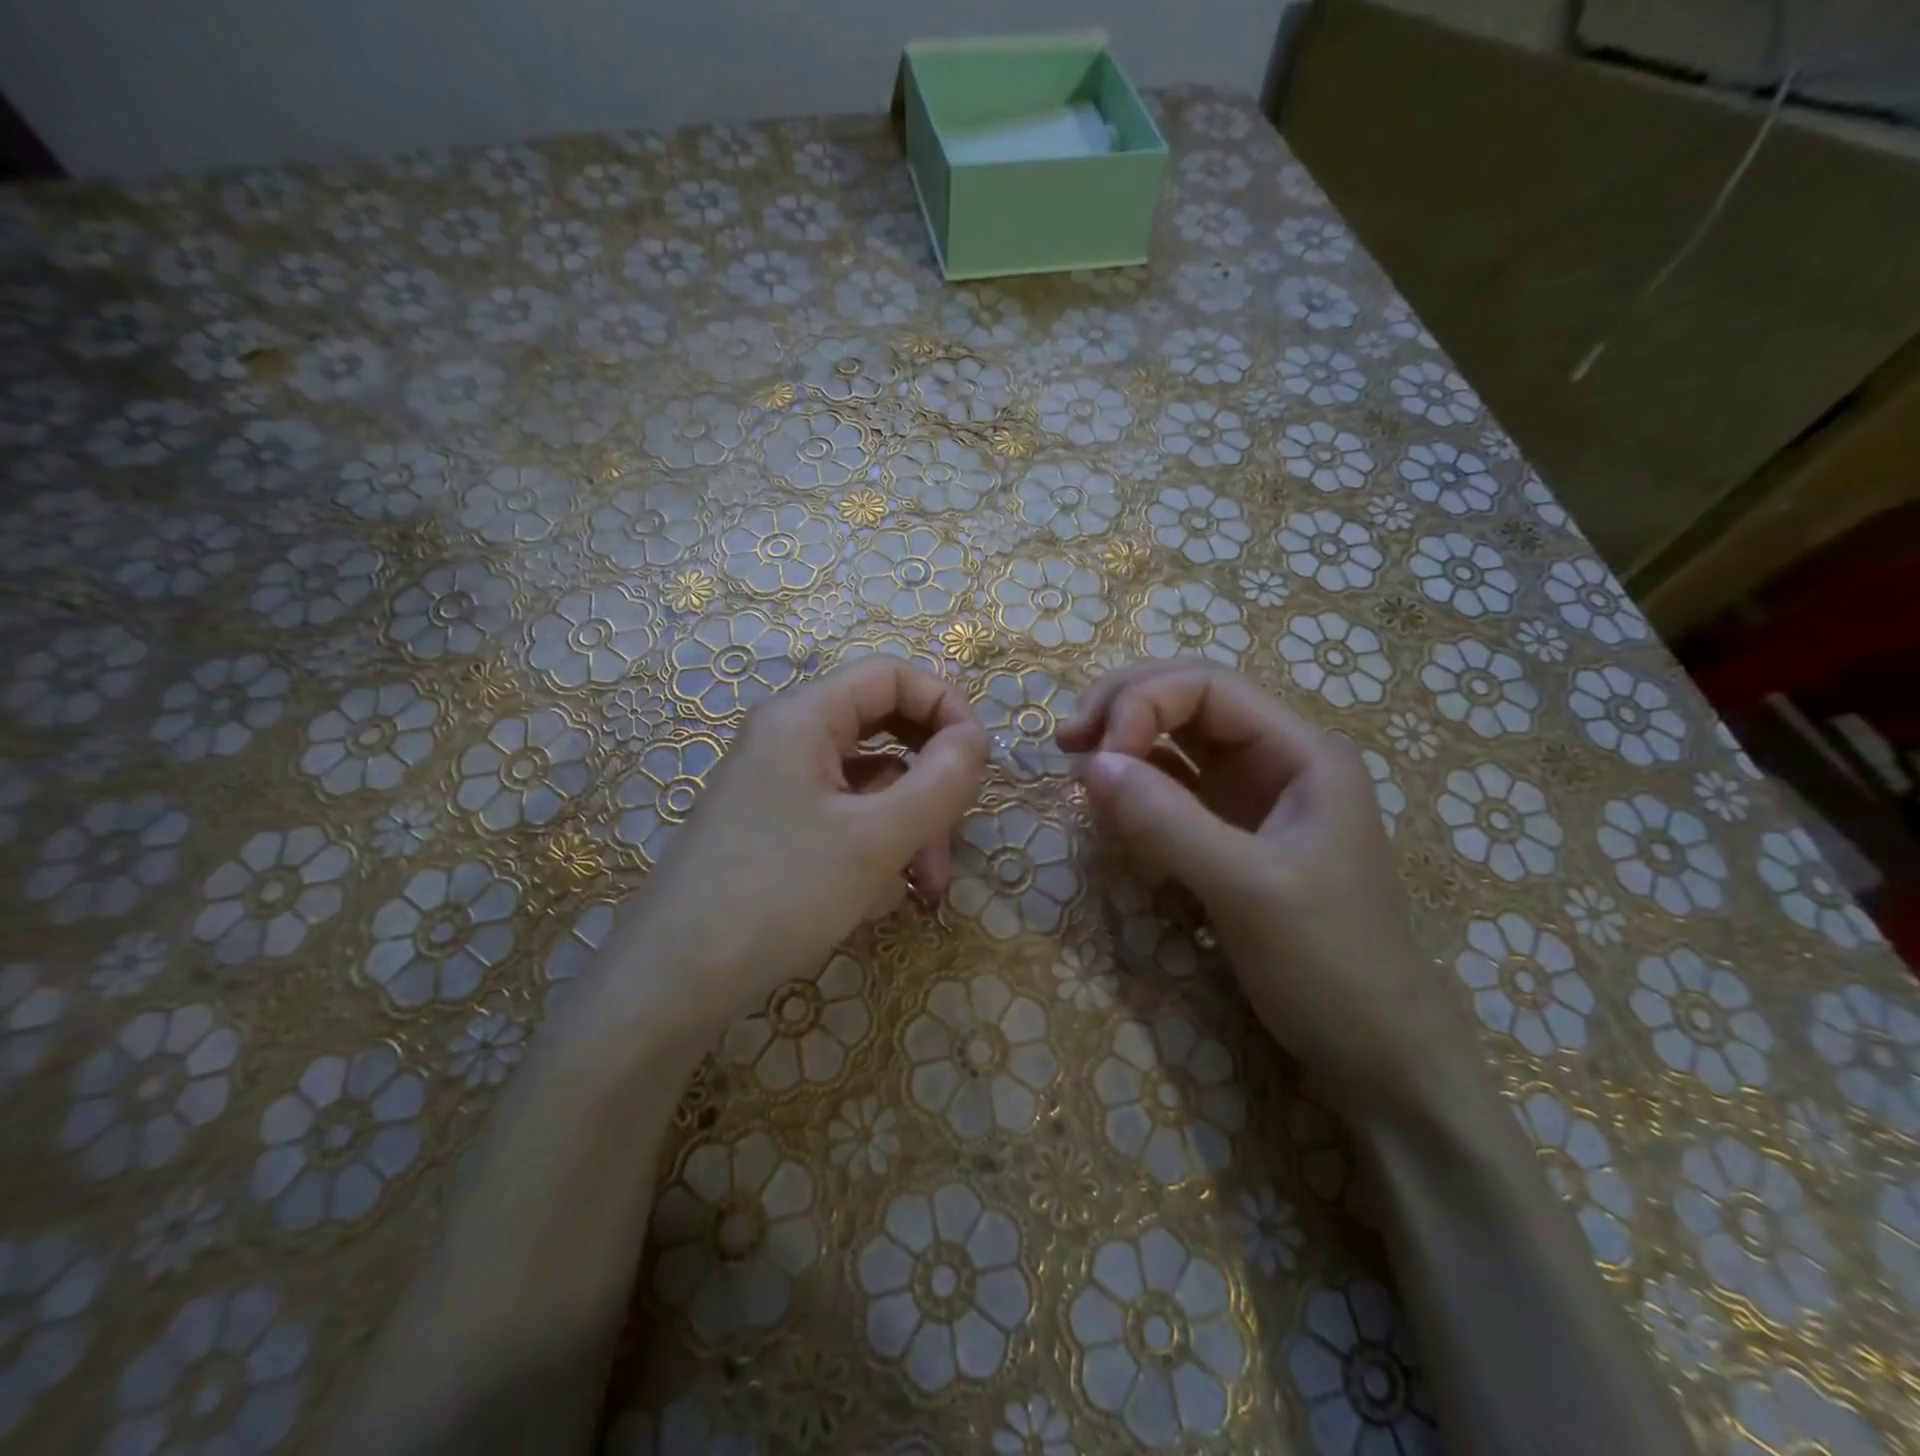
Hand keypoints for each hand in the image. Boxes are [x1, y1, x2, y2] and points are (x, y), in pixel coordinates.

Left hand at [585, 658, 987, 1037]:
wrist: (673, 984)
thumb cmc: (779, 894)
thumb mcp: (876, 839)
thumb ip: (940, 781)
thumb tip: (976, 737)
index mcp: (803, 718)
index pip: (890, 676)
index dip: (944, 706)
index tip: (978, 762)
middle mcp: (787, 742)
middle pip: (884, 735)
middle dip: (928, 787)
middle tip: (951, 840)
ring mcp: (778, 790)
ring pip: (868, 789)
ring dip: (906, 832)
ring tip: (921, 892)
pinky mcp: (775, 834)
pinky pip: (842, 825)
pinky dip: (871, 855)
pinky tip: (874, 905)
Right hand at [1059, 662, 1463, 1109]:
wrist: (1378, 1055)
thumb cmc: (1330, 966)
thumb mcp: (1248, 891)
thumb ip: (1168, 822)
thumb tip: (1090, 765)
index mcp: (1302, 753)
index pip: (1208, 687)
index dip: (1142, 703)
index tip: (1095, 757)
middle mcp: (1277, 762)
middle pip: (1189, 702)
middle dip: (1125, 710)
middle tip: (1067, 743)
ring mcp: (1253, 801)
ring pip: (1177, 745)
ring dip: (1125, 745)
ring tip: (1078, 768)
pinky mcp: (1231, 837)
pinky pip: (1173, 792)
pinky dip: (1136, 789)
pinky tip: (1109, 807)